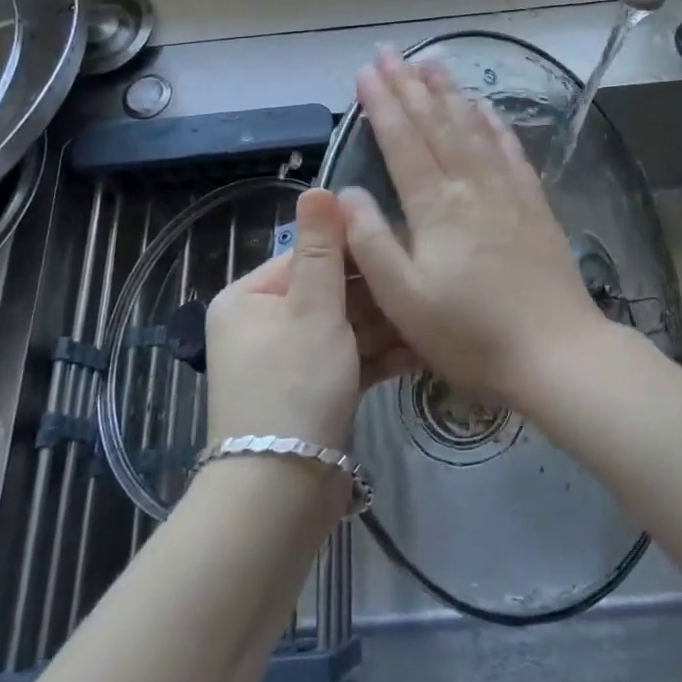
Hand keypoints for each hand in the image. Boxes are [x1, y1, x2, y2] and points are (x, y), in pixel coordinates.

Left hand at [203, 188, 416, 453]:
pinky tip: (423, 349)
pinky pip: (349, 360)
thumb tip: (318, 186)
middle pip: (330, 292)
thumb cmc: (294, 385)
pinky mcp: (313, 392)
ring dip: (386, 325)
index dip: (355, 251)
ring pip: (345, 328)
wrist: (280, 495)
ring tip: (433, 314)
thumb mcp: (313, 309)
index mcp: (248, 298)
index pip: (308, 256)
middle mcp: (263, 325)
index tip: (403, 243)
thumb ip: (322, 248)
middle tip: (426, 281)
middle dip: (377, 293)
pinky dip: (380, 355)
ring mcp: (288, 362)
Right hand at [337, 49, 604, 407]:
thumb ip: (371, 242)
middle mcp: (471, 185)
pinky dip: (494, 122)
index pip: (402, 141)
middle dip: (410, 84)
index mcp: (436, 207)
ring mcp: (507, 191)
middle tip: (390, 51)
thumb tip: (346, 191)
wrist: (556, 352)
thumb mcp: (404, 300)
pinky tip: (486, 106)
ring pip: (473, 127)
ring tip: (433, 61)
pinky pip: (510, 149)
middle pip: (436, 123)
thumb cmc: (471, 334)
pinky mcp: (534, 204)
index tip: (365, 70)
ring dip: (450, 92)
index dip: (382, 103)